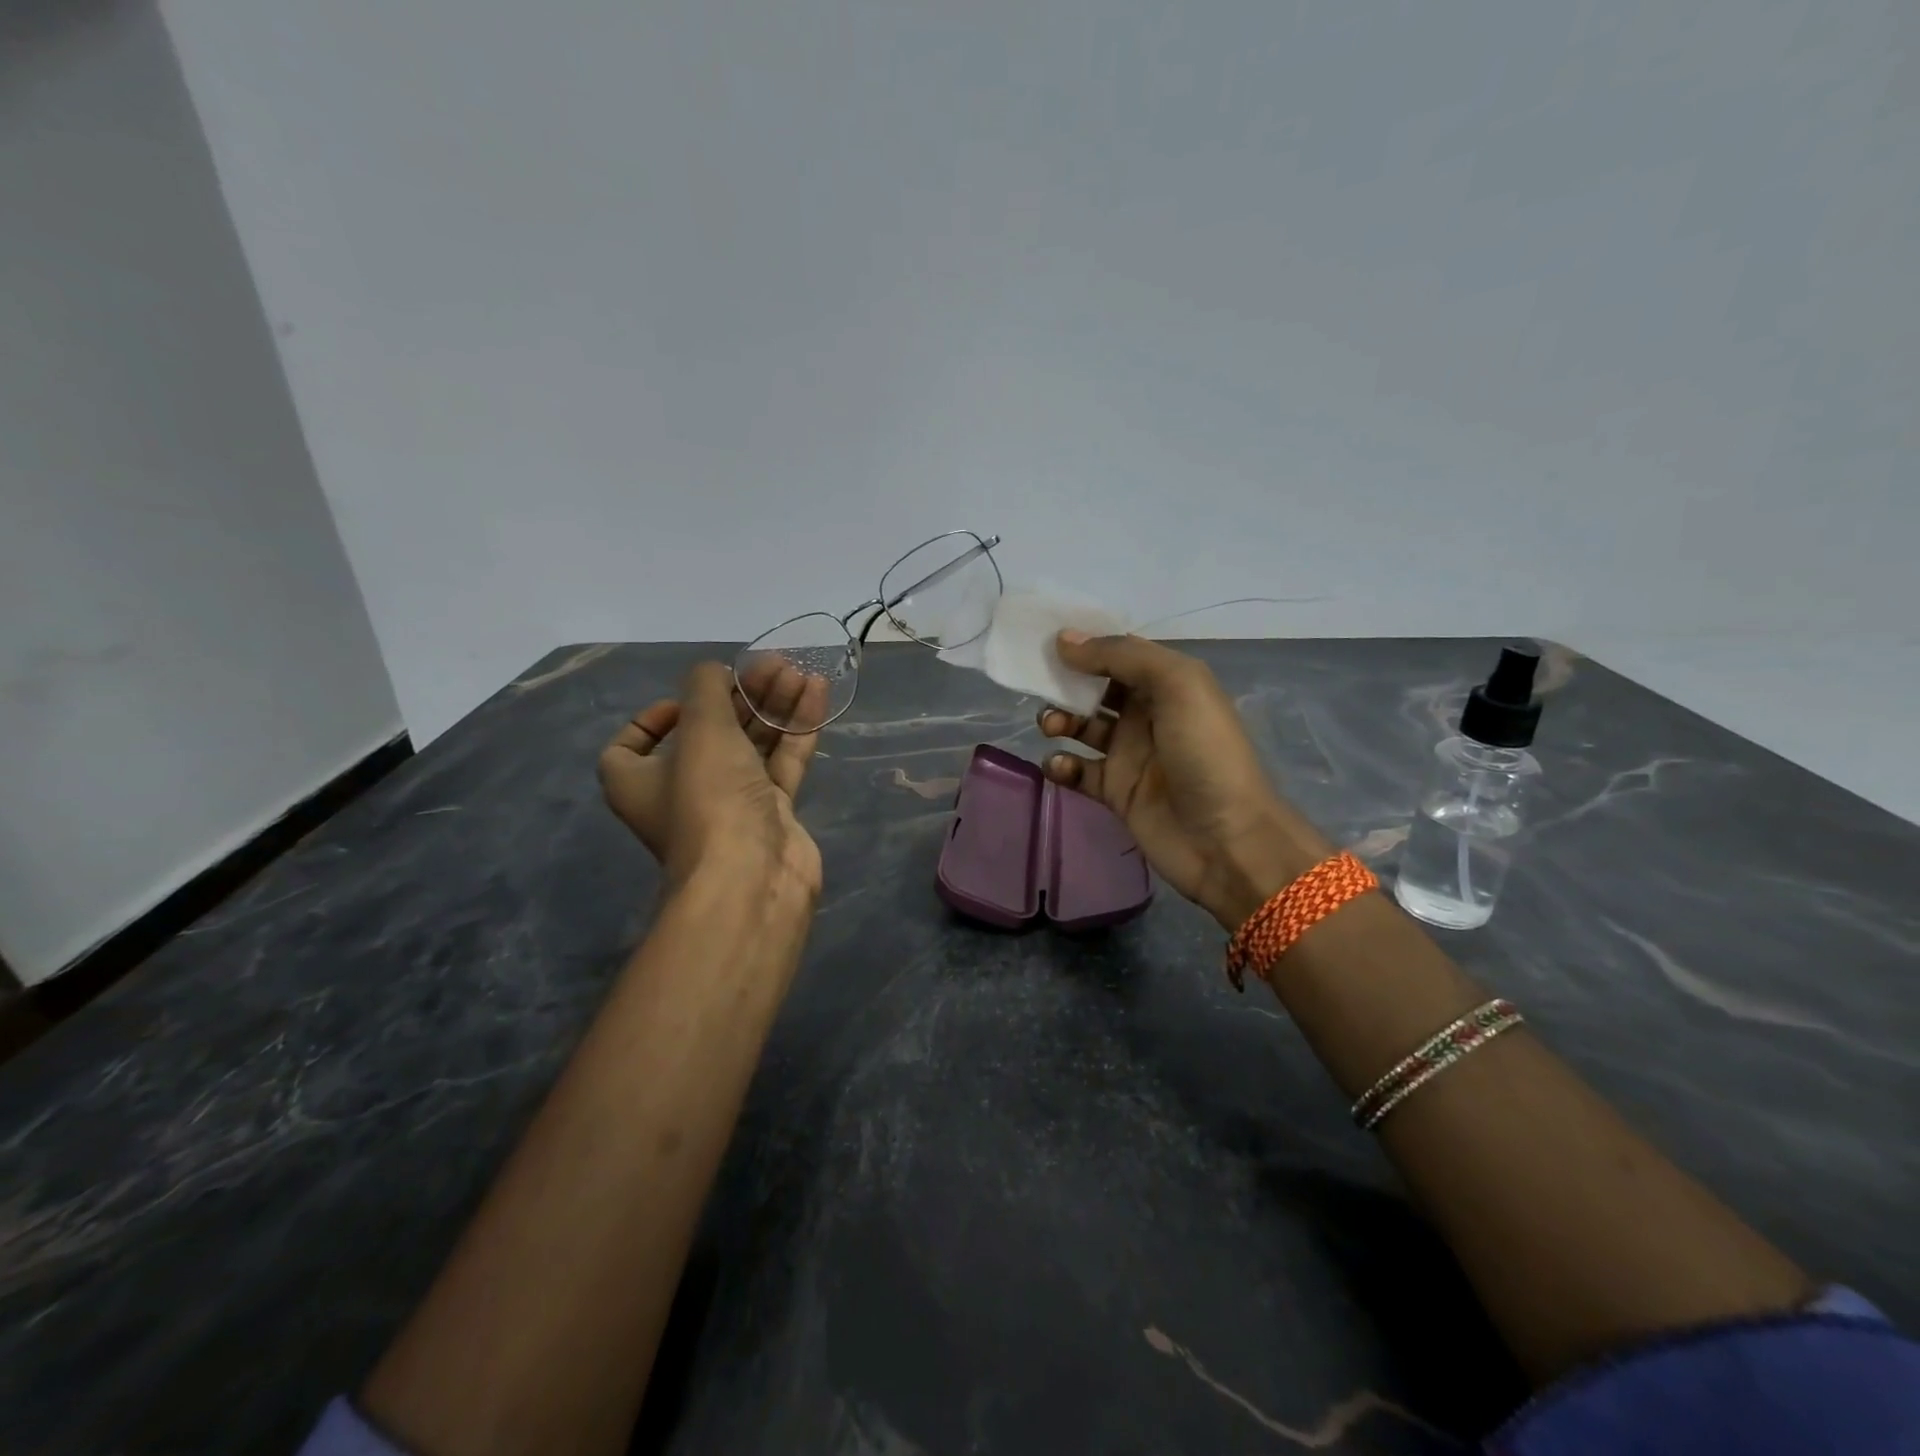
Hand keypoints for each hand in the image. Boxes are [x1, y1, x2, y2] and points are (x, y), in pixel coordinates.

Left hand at [598, 658, 827, 897]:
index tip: (690, 698)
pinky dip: (797, 729)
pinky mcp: (772, 812)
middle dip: (739, 696)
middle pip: (708, 733)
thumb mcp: (701, 730)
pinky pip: (783, 762)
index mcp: (640, 780)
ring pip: (752, 745)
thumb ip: (706, 689)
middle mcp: (682, 792)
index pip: (632, 745)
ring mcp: (732, 803)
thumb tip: (712, 672)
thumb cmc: (710, 797)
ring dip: (774, 707)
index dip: (655, 717)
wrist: (753, 874)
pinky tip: (817, 692)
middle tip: (772, 665)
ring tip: (800, 672)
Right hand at [1038, 633, 1331, 930]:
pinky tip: (1060, 767)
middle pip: (1095, 688)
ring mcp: (1130, 754)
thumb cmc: (1205, 753)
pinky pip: (1078, 771)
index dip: (1086, 644)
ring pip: (1082, 727)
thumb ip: (1121, 656)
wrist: (1226, 839)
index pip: (1119, 653)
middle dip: (1066, 683)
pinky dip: (1062, 766)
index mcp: (1168, 683)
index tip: (1048, 642)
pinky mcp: (1115, 791)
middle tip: (1042, 686)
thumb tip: (1065, 641)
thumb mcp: (1177, 685)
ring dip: (1060, 721)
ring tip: (1051, 727)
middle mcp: (1147, 714)